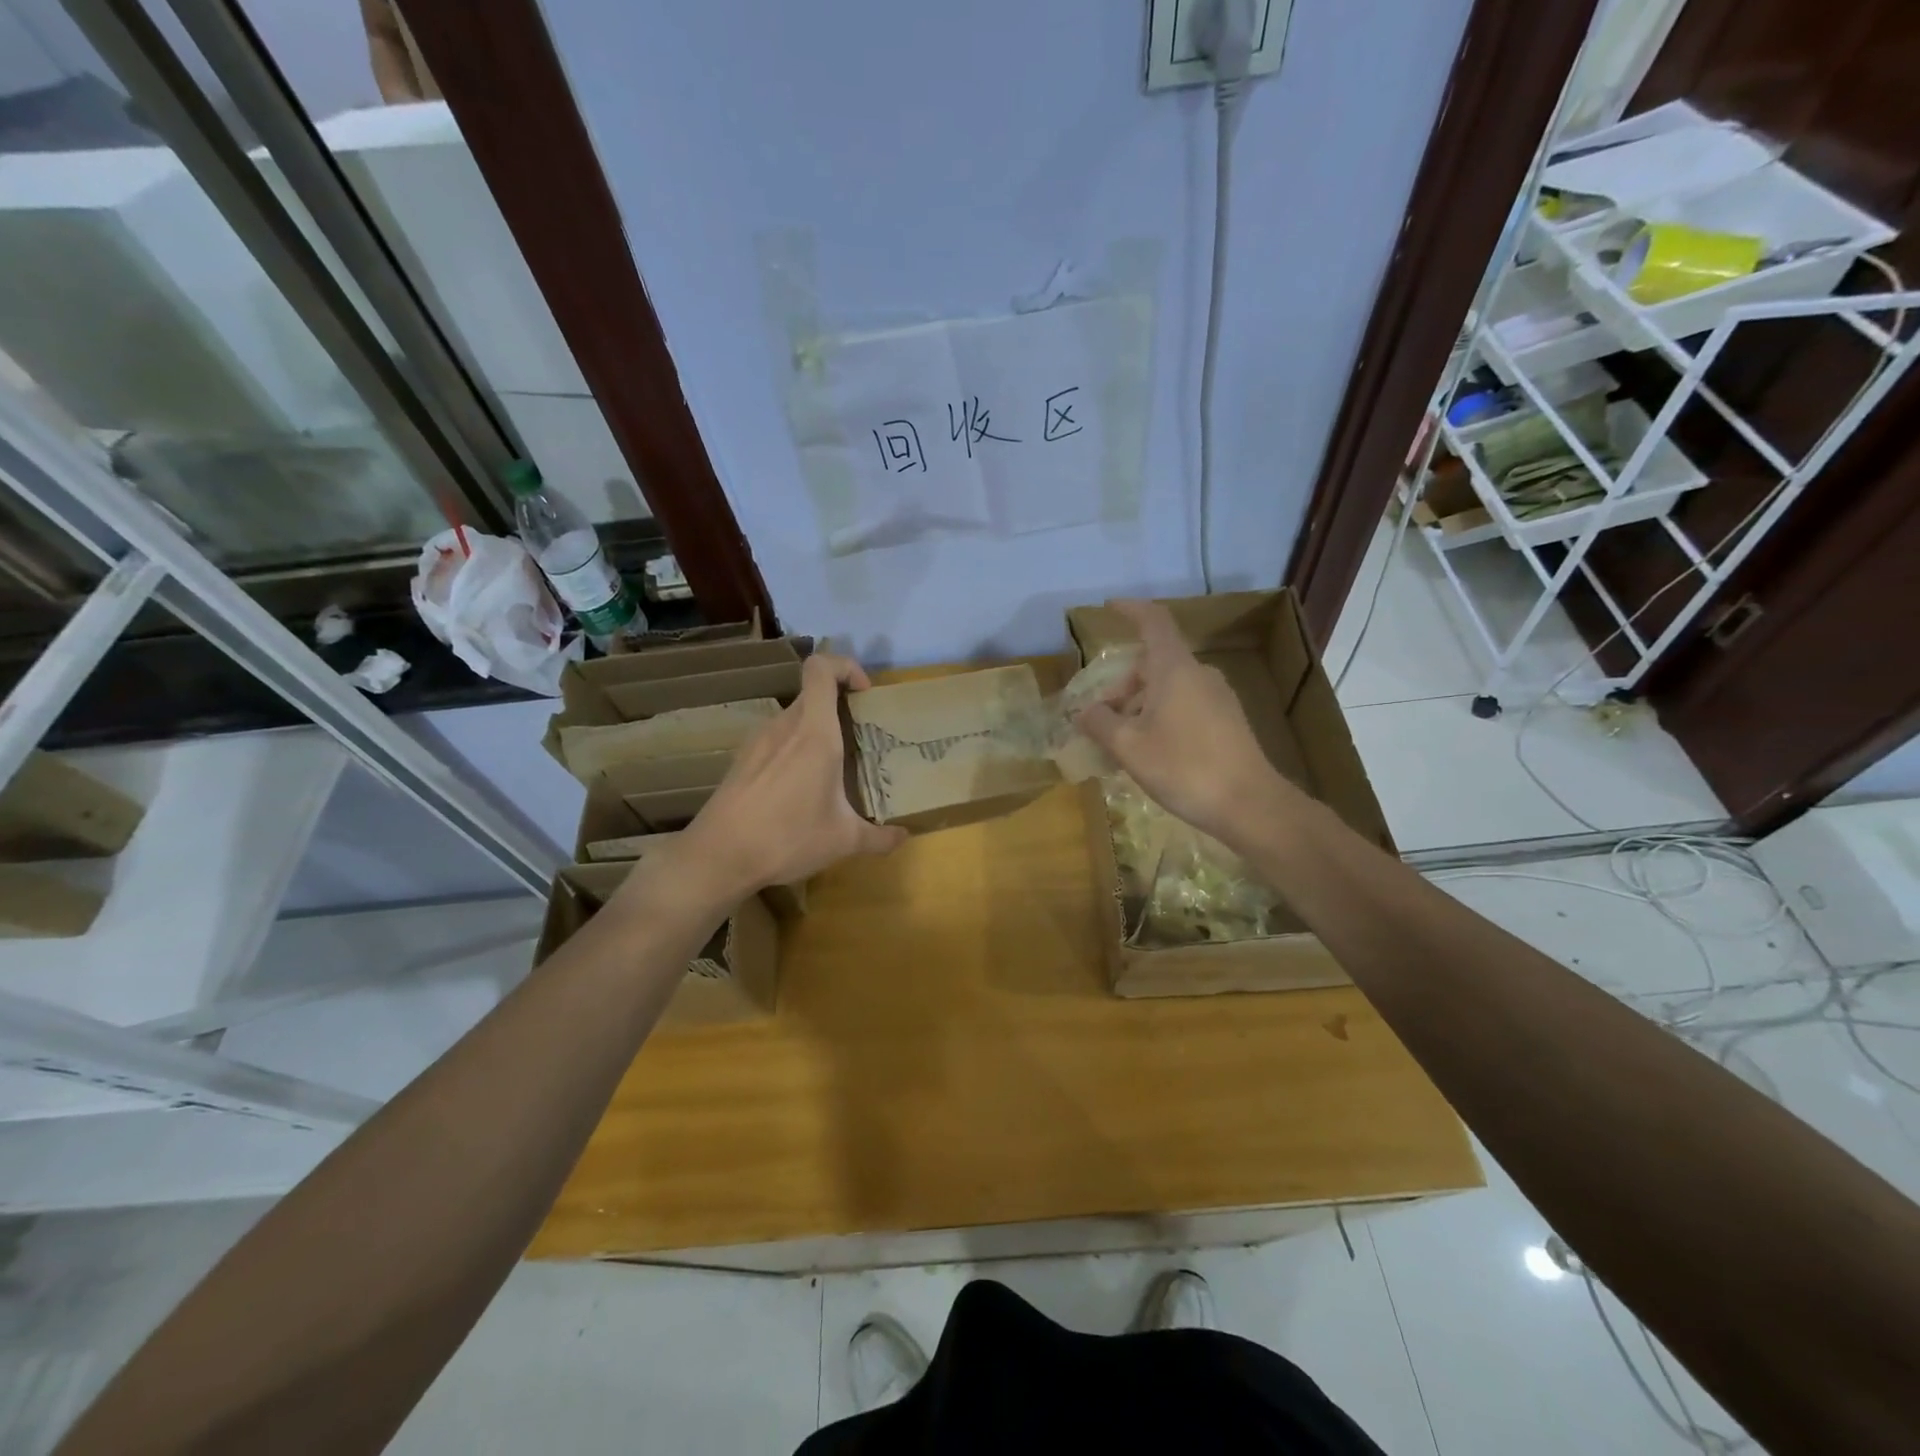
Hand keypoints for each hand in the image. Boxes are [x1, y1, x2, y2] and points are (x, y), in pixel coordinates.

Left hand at [678, 652, 907, 900]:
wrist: (718, 857)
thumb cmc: (787, 838)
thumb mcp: (843, 841)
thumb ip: (879, 837)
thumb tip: (905, 837)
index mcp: (814, 733)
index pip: (821, 668)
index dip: (845, 667)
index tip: (864, 693)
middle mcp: (784, 726)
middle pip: (812, 694)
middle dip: (839, 705)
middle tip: (859, 736)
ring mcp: (758, 741)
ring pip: (793, 718)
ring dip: (816, 730)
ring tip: (832, 766)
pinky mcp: (742, 760)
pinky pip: (776, 740)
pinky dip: (793, 749)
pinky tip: (799, 787)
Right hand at [1073, 599, 1289, 847]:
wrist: (1249, 804)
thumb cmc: (1184, 768)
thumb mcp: (1129, 747)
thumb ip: (1100, 723)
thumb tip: (1085, 712)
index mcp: (1175, 669)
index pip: (1153, 621)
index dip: (1130, 610)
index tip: (1109, 608)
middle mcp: (1199, 674)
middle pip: (1153, 664)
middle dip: (1122, 686)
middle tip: (1100, 719)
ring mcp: (1218, 697)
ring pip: (1168, 688)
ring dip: (1139, 706)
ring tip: (1121, 744)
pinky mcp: (1228, 721)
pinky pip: (1185, 706)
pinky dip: (1160, 717)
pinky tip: (1151, 753)